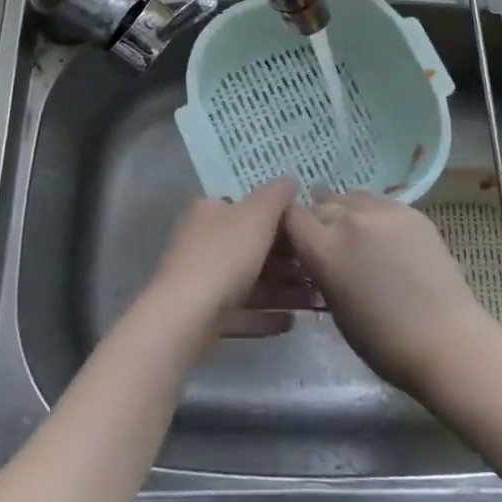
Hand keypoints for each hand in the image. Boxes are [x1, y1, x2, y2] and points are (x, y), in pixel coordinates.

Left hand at [141, 177, 316, 343]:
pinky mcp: (203, 316)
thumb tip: (290, 179)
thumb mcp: (257, 215)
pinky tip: (291, 322)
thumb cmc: (224, 255)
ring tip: (313, 302)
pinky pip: (241, 311)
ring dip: (282, 291)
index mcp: (209, 212)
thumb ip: (277, 195)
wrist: (184, 318)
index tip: (307, 233)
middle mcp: (202, 241)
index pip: (246, 208)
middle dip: (287, 261)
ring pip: (249, 282)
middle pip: (251, 247)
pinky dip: (265, 316)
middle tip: (317, 272)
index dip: (279, 218)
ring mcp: (201, 280)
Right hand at [284, 190, 498, 393]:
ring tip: (354, 233)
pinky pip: (380, 203)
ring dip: (345, 211)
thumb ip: (321, 270)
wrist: (445, 340)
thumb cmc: (382, 341)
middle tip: (326, 241)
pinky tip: (383, 236)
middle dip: (318, 219)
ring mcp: (383, 211)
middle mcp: (349, 219)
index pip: (291, 215)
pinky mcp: (412, 212)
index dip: (289, 225)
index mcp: (323, 247)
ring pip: (351, 197)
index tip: (295, 239)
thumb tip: (317, 256)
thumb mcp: (335, 307)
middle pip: (321, 203)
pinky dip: (373, 214)